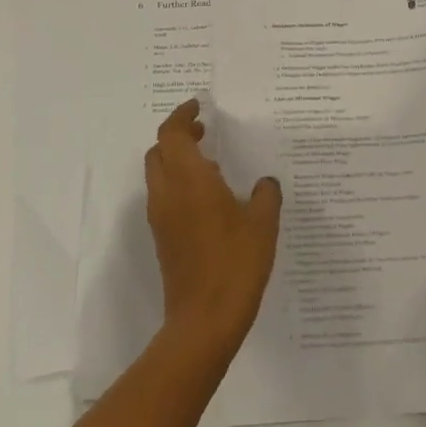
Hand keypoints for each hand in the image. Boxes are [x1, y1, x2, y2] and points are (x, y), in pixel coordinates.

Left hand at [145, 99, 281, 358]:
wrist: (204, 320)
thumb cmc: (236, 263)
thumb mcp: (263, 223)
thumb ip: (266, 195)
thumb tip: (266, 183)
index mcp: (189, 180)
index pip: (172, 134)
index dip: (182, 116)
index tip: (199, 107)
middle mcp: (168, 193)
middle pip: (159, 151)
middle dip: (178, 136)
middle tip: (205, 132)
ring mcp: (161, 218)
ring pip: (159, 175)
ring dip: (178, 160)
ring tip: (212, 162)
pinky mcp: (163, 239)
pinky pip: (165, 197)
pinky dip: (180, 184)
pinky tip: (210, 197)